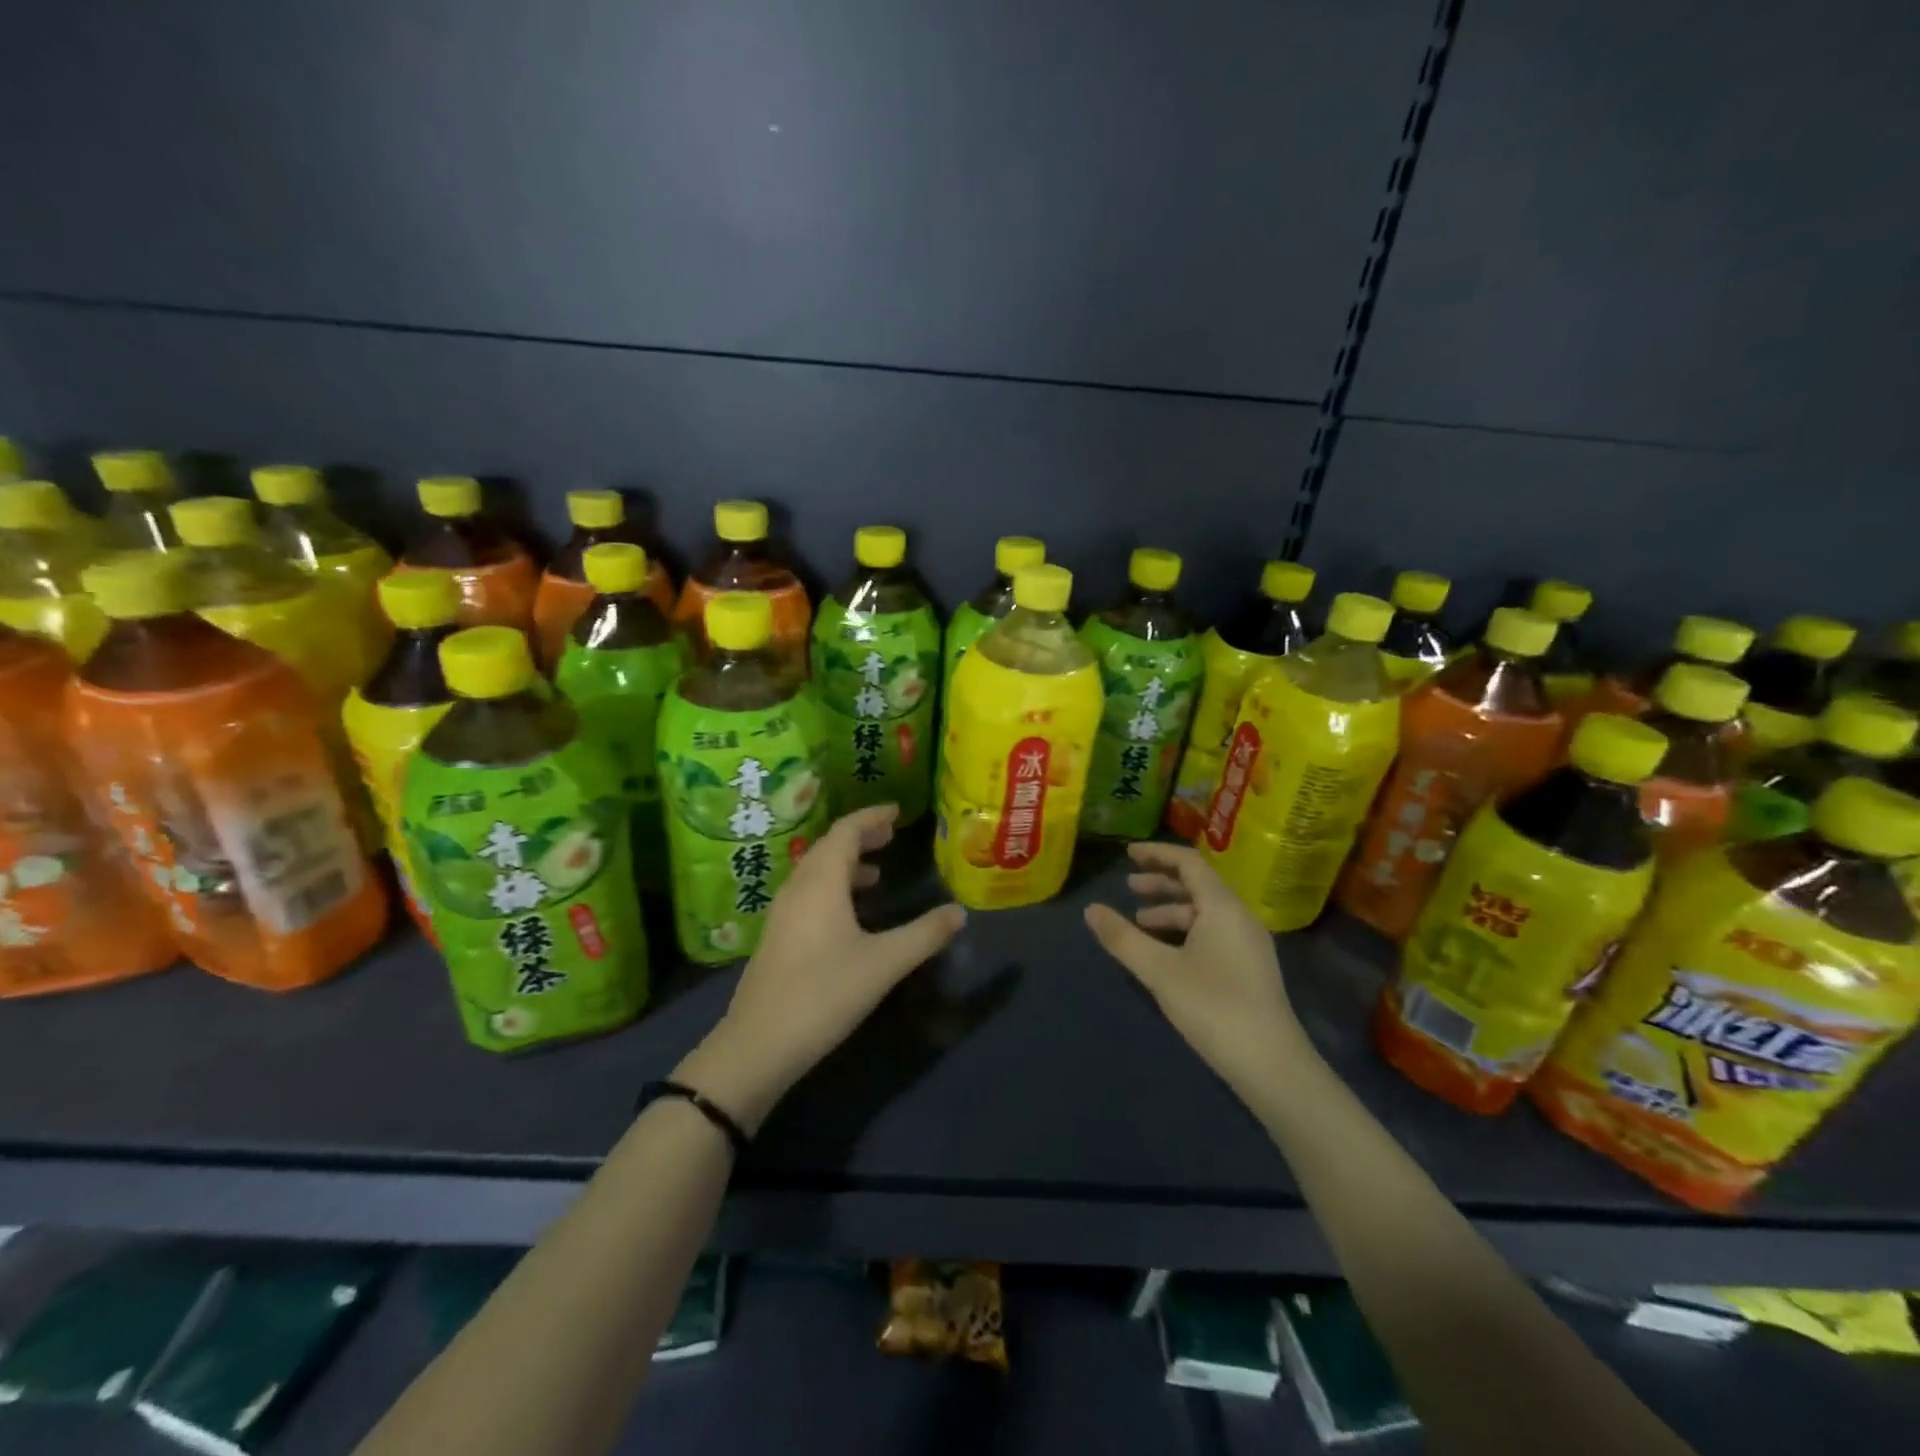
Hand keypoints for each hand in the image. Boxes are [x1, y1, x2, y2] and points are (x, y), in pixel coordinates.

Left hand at [676, 805, 966, 1129]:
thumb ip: (924, 934)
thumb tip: (959, 912)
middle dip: (860, 836)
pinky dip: (833, 886)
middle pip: (828, 847)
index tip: (896, 812)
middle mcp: (798, 887)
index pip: (846, 831)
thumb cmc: (825, 994)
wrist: (758, 1045)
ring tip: (876, 872)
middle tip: (891, 836)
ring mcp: (782, 912)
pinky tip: (850, 913)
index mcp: (821, 882)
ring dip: (845, 863)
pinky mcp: (777, 936)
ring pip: (815, 871)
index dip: (871, 817)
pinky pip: (808, 892)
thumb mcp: (885, 964)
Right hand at [1084, 842, 1315, 1102]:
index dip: (1157, 854)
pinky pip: (1212, 932)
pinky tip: (1165, 952)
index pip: (1189, 863)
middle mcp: (1239, 917)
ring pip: (1204, 912)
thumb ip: (1122, 937)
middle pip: (1198, 885)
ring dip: (1170, 910)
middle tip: (1128, 887)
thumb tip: (1091, 910)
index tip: (1128, 854)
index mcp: (1222, 907)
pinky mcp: (1249, 967)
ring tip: (1139, 922)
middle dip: (1161, 882)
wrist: (1271, 1064)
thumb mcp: (1159, 970)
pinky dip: (1184, 931)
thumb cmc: (1213, 1006)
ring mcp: (1248, 943)